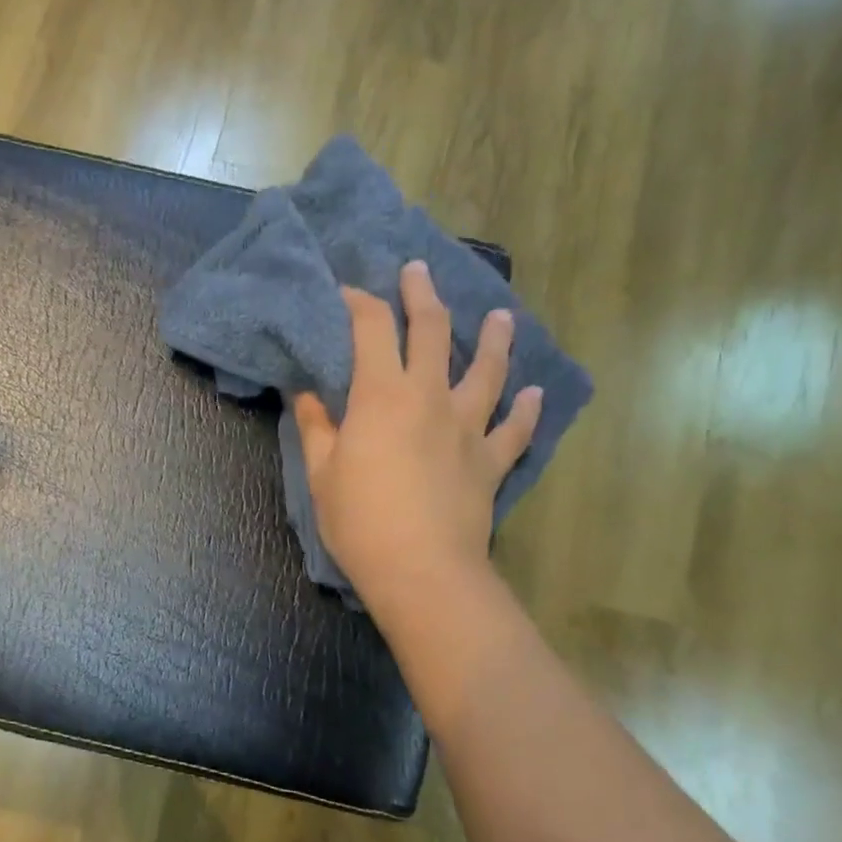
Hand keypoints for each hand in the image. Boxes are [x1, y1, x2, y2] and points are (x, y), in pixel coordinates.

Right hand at [293, 261, 542, 619]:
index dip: (360, 303)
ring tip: (502, 317)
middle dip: (423, 295)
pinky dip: (526, 410)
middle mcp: (430, 396)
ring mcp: (467, 427)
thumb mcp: (322, 473)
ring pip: (488, 370)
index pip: (371, 329)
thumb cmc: (360, 521)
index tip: (348, 292)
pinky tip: (534, 394)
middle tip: (419, 271)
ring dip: (494, 339)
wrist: (422, 570)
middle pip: (433, 331)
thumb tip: (307, 394)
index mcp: (382, 394)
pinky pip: (514, 430)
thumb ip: (317, 428)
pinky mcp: (491, 461)